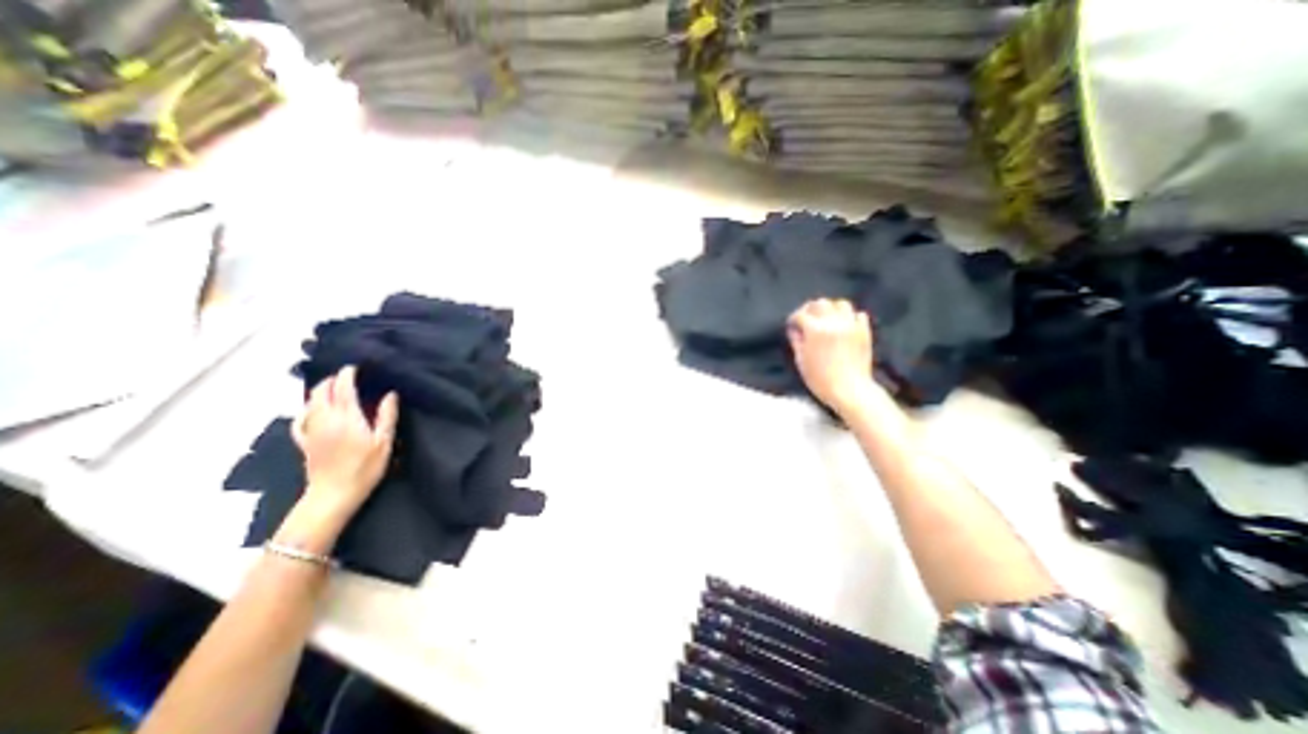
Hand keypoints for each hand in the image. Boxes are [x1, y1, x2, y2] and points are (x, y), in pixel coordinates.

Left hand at [294, 364, 399, 519]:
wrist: (334, 494)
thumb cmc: (365, 467)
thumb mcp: (384, 441)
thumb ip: (387, 416)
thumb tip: (390, 394)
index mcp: (347, 417)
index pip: (343, 388)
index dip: (348, 374)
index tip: (355, 367)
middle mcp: (325, 419)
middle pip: (322, 392)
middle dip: (332, 380)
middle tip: (346, 376)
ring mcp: (311, 430)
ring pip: (309, 403)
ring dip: (320, 391)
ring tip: (332, 388)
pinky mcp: (304, 442)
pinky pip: (300, 420)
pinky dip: (306, 410)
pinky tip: (311, 410)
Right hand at [786, 294, 877, 412]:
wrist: (849, 389)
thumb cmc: (820, 379)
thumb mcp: (801, 360)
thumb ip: (796, 341)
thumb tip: (795, 329)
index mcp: (815, 329)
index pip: (800, 314)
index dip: (793, 319)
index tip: (792, 325)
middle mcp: (833, 322)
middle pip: (820, 303)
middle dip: (810, 309)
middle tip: (807, 319)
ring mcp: (851, 325)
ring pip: (840, 304)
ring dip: (831, 308)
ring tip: (827, 319)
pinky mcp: (864, 331)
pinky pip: (858, 315)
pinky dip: (850, 317)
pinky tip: (844, 325)